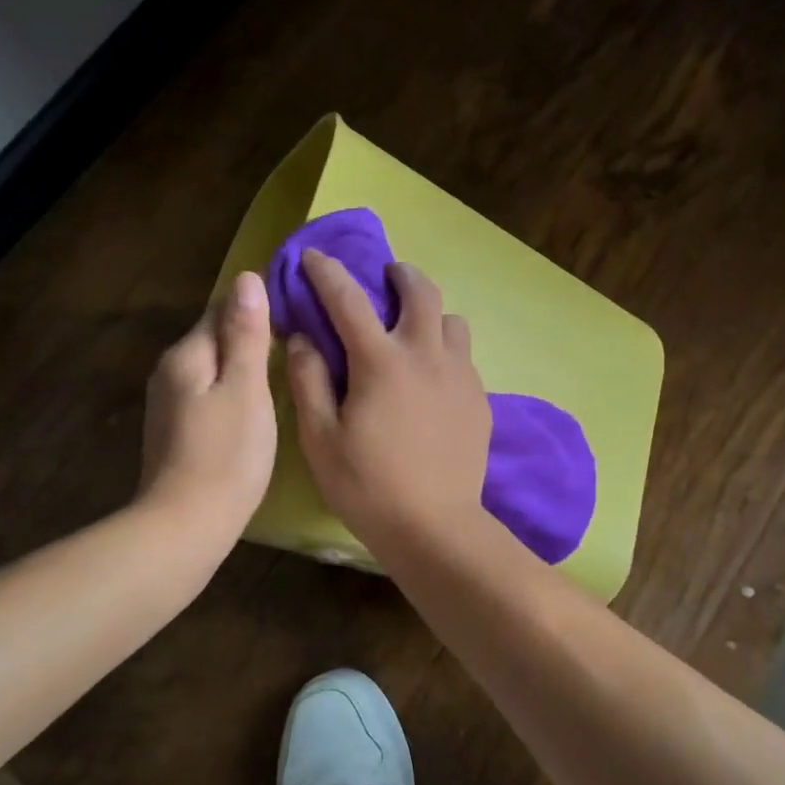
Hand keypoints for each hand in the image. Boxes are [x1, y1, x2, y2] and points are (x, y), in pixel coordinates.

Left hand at [138, 271, 276, 543]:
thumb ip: (246, 334)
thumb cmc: (226, 455)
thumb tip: (247, 278)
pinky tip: (258, 405)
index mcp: (187, 355)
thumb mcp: (246, 389)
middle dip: (251, 333)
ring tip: (285, 368)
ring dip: (243, 363)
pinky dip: (234, 390)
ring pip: (214, 367)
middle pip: (215, 337)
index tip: (296, 308)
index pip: (221, 308)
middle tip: (299, 339)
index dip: (257, 304)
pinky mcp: (177, 431)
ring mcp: (170, 404)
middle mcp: (171, 372)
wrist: (185, 527)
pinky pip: (210, 394)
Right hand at [286, 251, 493, 554]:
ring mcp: (460, 375)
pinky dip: (445, 349)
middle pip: (421, 290)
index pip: (348, 299)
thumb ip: (308, 381)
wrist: (435, 527)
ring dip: (430, 313)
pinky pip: (464, 355)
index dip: (327, 272)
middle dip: (399, 274)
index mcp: (381, 361)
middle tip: (385, 278)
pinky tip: (432, 377)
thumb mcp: (320, 438)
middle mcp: (426, 355)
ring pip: (452, 320)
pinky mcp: (479, 398)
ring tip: (413, 330)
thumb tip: (304, 338)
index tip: (313, 257)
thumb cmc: (368, 486)